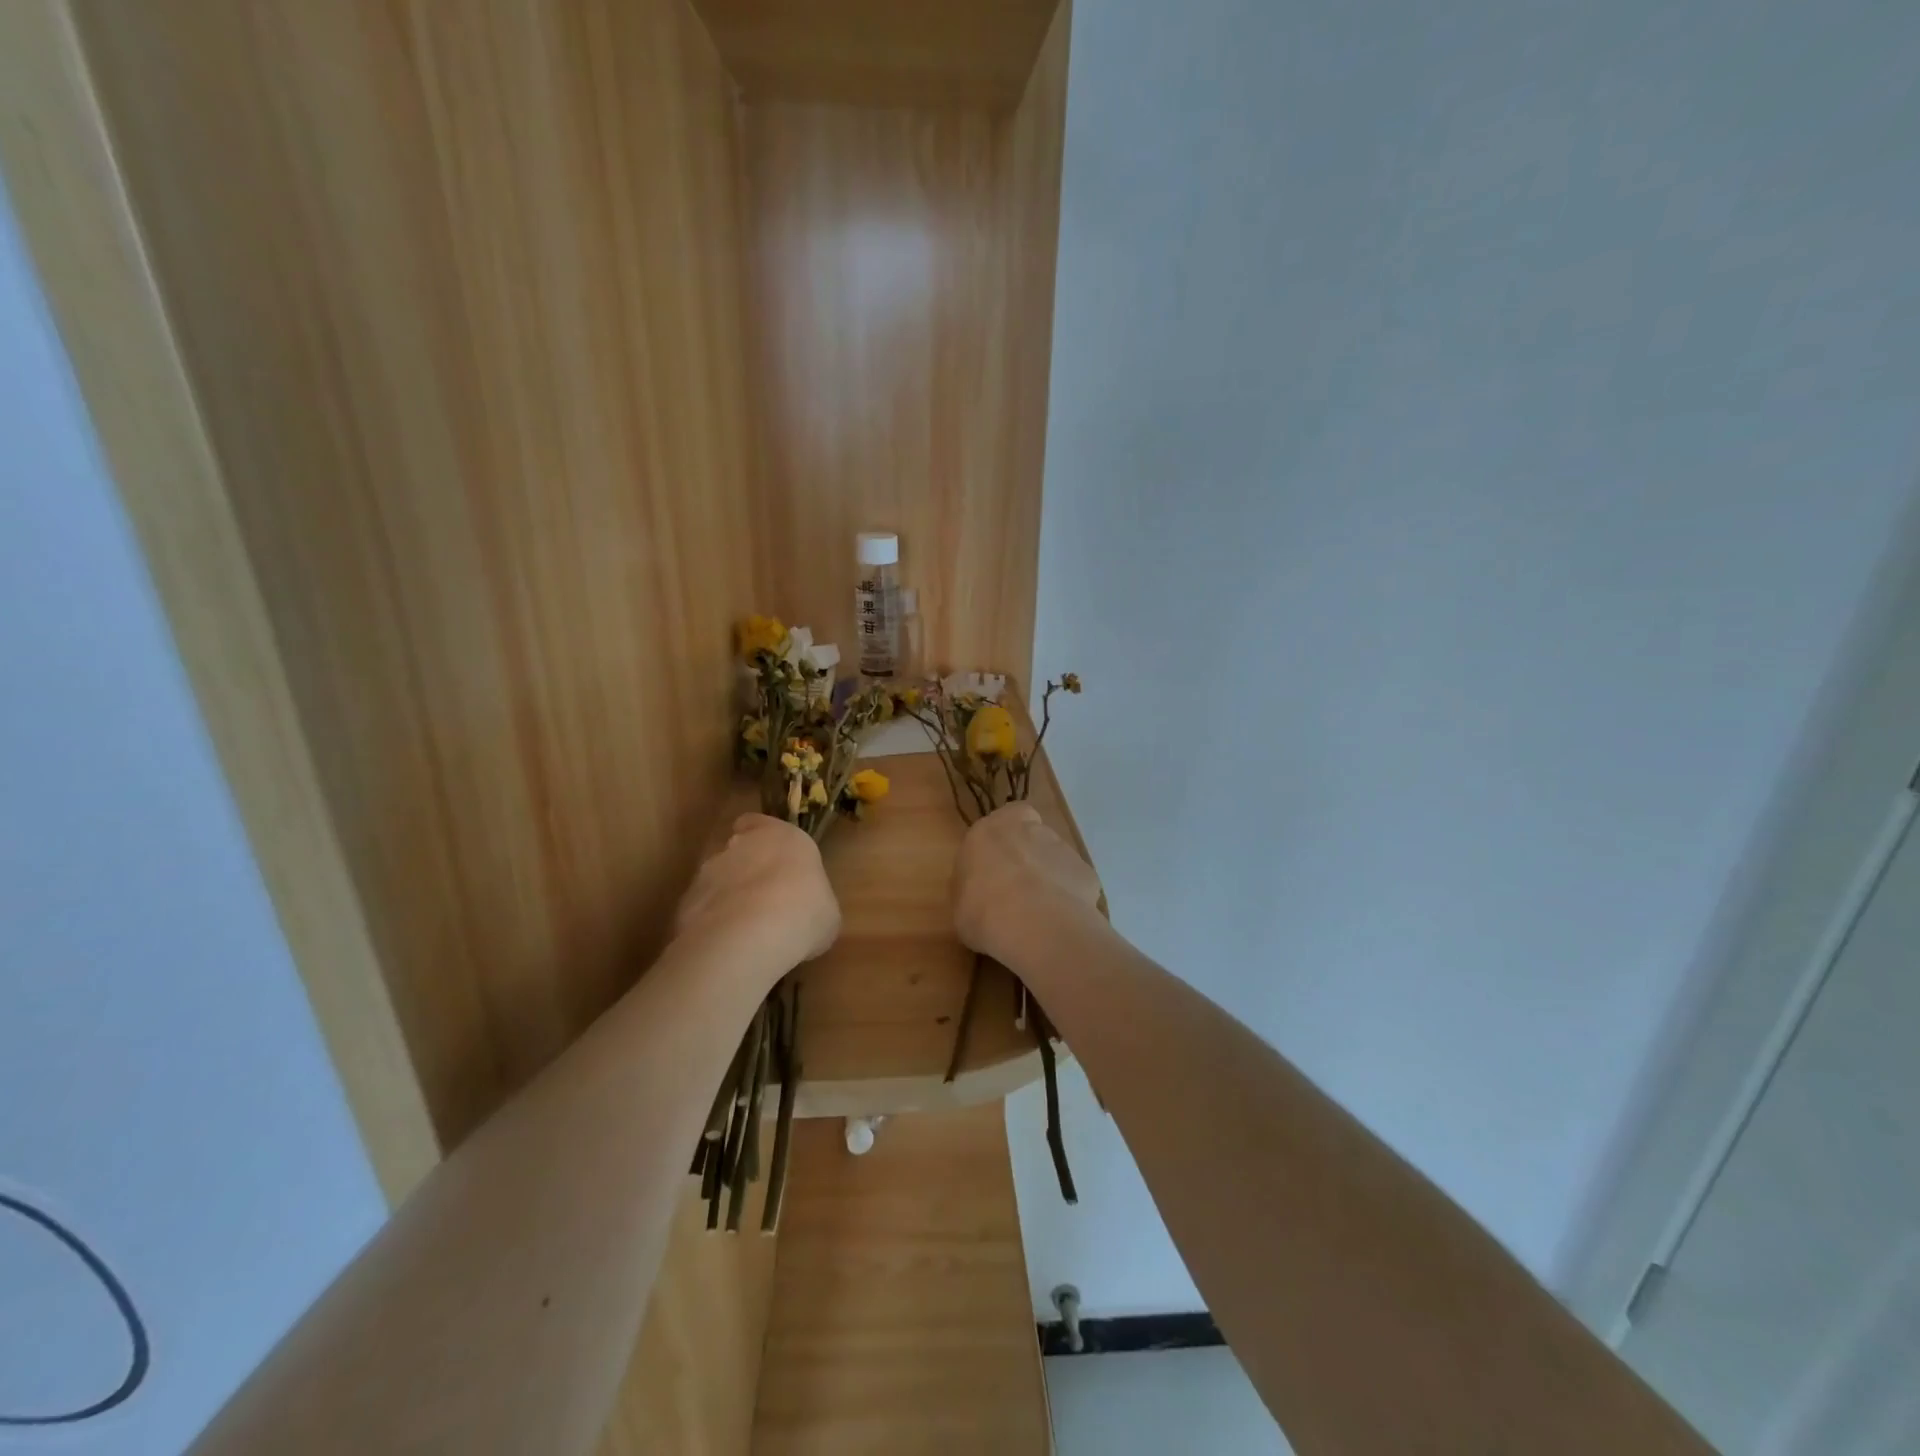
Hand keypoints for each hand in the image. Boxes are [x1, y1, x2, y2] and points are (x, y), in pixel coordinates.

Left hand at [676, 814, 839, 981]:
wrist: (749, 937)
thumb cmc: (804, 912)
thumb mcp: (825, 910)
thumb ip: (810, 899)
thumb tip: (805, 912)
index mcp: (781, 836)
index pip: (759, 822)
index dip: (761, 838)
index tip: (770, 857)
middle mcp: (740, 845)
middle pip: (737, 849)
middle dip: (745, 869)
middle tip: (763, 899)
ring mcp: (708, 873)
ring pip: (715, 879)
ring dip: (726, 896)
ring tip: (742, 929)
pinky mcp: (686, 903)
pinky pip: (700, 909)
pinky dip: (709, 922)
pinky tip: (724, 946)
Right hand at [952, 803, 1102, 964]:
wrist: (1035, 925)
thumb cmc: (983, 912)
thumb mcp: (960, 905)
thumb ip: (971, 889)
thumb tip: (979, 893)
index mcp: (989, 832)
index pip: (1005, 816)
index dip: (1006, 838)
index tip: (1000, 862)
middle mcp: (1029, 830)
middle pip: (1031, 836)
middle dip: (1028, 857)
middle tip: (1017, 891)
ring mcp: (1062, 848)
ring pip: (1055, 858)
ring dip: (1049, 877)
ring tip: (1040, 913)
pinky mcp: (1086, 871)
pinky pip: (1075, 882)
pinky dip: (1070, 897)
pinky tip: (1060, 921)